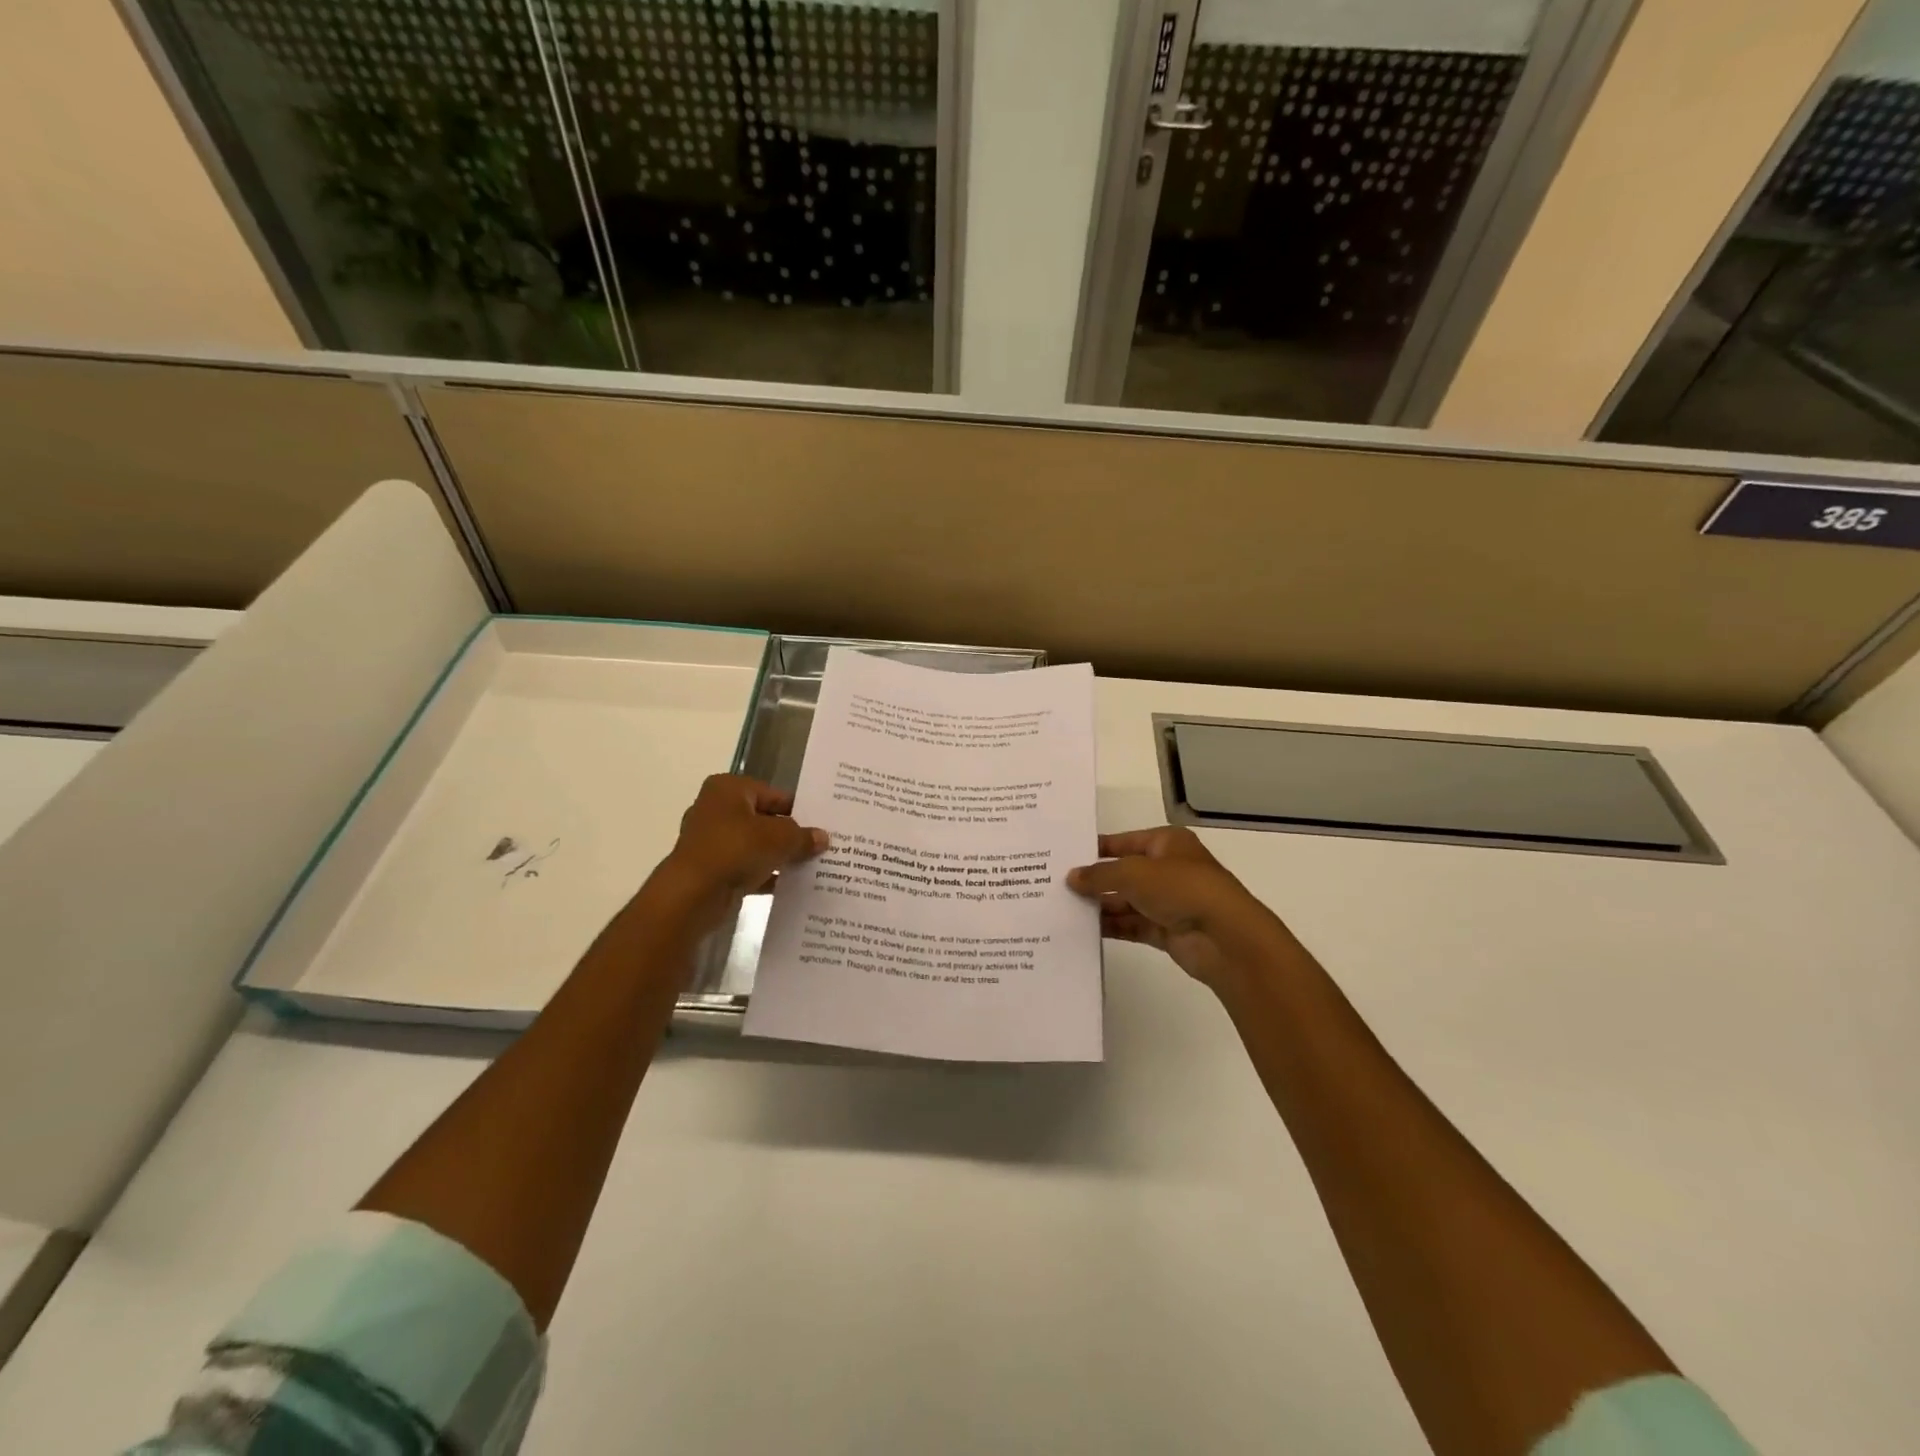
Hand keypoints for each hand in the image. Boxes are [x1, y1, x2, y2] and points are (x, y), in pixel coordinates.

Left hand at [648, 775, 826, 927]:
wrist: (693, 894)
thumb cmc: (736, 849)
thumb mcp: (781, 838)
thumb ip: (803, 836)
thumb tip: (822, 838)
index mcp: (729, 789)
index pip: (774, 794)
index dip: (800, 810)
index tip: (823, 825)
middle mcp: (716, 809)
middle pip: (764, 819)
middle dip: (790, 834)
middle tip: (821, 845)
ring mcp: (711, 841)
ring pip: (755, 845)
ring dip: (779, 856)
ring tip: (812, 865)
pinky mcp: (711, 869)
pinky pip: (746, 867)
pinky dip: (765, 874)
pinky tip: (791, 885)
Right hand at [1068, 827, 1298, 993]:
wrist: (1224, 937)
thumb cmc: (1181, 889)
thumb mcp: (1133, 873)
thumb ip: (1099, 875)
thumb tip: (1071, 877)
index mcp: (1167, 843)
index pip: (1123, 841)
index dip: (1096, 848)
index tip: (1065, 856)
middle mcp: (1167, 869)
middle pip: (1123, 872)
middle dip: (1094, 880)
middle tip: (1056, 885)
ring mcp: (1168, 902)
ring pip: (1126, 901)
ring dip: (1100, 905)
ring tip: (1063, 908)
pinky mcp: (1166, 930)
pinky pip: (1132, 925)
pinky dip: (1112, 926)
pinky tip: (1083, 929)